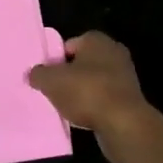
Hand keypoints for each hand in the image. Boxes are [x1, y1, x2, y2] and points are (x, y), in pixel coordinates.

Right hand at [27, 31, 150, 135]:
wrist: (123, 123)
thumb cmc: (86, 92)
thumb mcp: (51, 81)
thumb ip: (38, 74)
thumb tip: (33, 73)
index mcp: (96, 40)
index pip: (68, 45)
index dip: (54, 60)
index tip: (45, 77)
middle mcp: (113, 52)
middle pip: (81, 63)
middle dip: (67, 76)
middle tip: (52, 91)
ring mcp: (124, 75)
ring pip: (92, 81)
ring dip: (80, 93)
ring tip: (65, 107)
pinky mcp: (129, 97)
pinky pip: (103, 98)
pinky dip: (93, 106)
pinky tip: (82, 118)